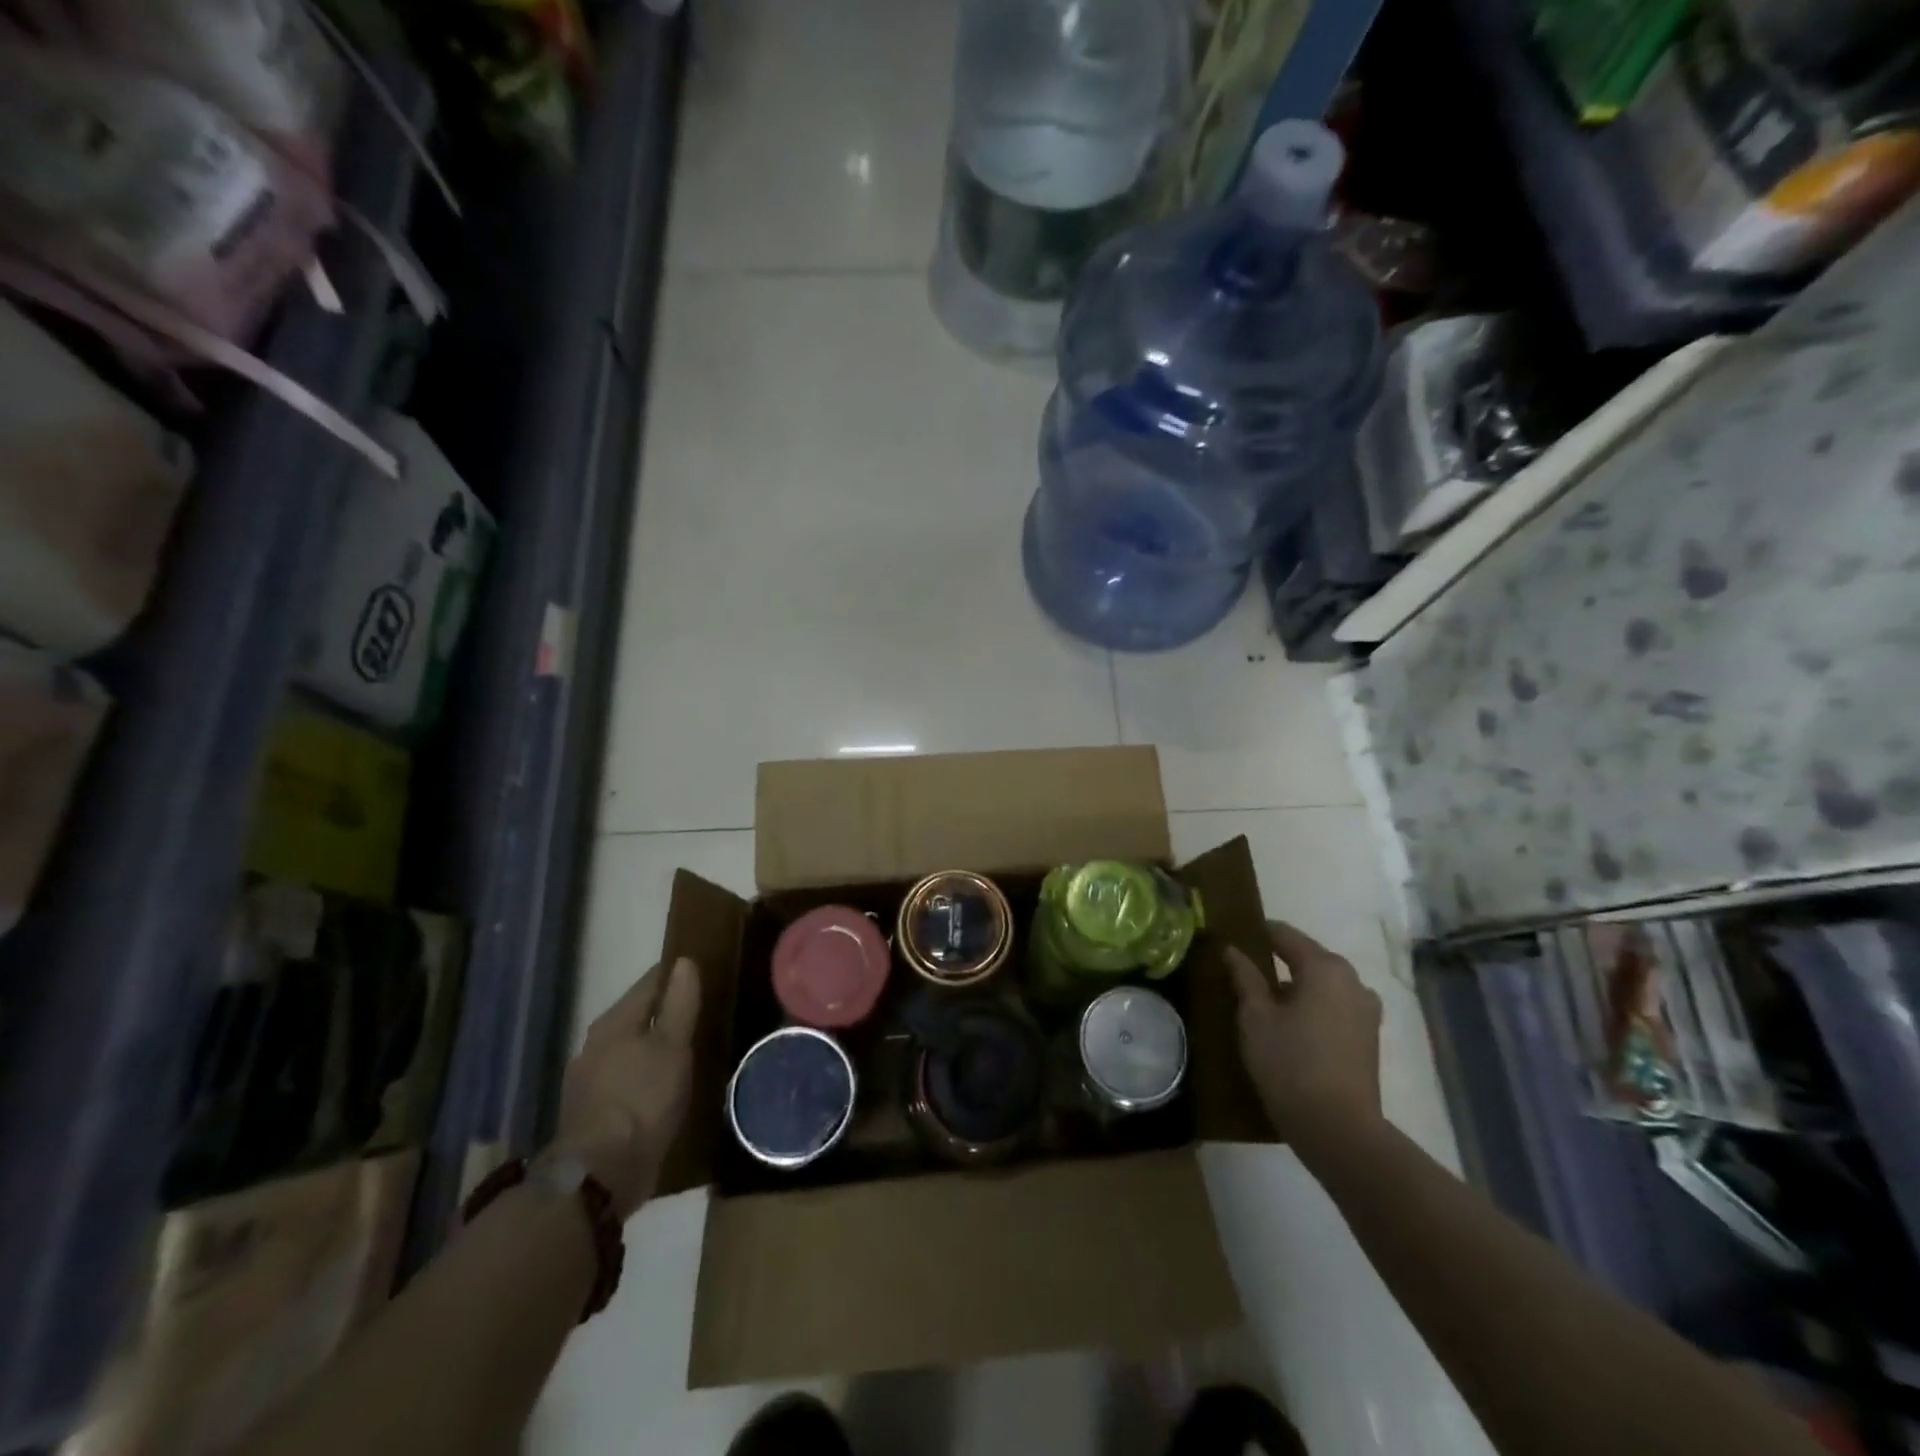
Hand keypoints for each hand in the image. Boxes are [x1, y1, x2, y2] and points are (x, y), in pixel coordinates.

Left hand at [553, 957, 700, 1218]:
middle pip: (634, 1016)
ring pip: (626, 1049)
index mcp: (614, 1022)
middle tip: (695, 1012)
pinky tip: (658, 1088)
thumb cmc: (643, 1099)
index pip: (649, 984)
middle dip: (661, 1012)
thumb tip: (684, 962)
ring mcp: (586, 1080)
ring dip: (649, 1047)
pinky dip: (640, 1076)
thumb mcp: (673, 1046)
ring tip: (680, 1051)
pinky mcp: (588, 1113)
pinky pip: (621, 1080)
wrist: (600, 1173)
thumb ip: (679, 1003)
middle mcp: (594, 1044)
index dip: (673, 975)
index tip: (698, 972)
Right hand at [1227, 921, 1382, 1151]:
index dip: (1256, 933)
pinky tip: (1291, 1025)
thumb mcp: (1255, 1017)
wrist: (1339, 1130)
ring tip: (1264, 1001)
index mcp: (1324, 967)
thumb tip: (1233, 949)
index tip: (1231, 938)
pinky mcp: (1369, 1037)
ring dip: (1296, 985)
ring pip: (1322, 983)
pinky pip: (1334, 1006)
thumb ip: (1244, 977)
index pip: (1284, 934)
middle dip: (1276, 960)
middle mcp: (1352, 980)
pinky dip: (1313, 1006)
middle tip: (1242, 971)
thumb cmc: (1290, 1064)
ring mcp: (1366, 1009)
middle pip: (1307, 956)